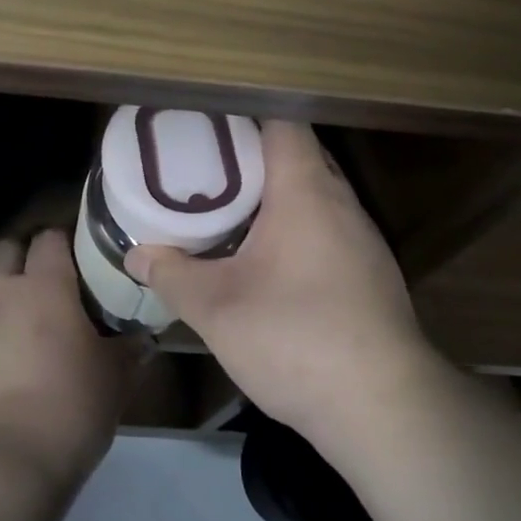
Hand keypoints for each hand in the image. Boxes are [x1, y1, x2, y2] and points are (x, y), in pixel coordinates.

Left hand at [0, 228, 142, 491]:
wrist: (2, 469)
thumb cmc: (70, 409)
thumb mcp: (116, 380)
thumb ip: (130, 351)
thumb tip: (143, 339)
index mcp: (44, 288)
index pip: (49, 237)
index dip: (65, 240)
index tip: (83, 256)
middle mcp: (1, 298)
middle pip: (7, 251)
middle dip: (26, 257)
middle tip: (53, 285)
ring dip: (9, 310)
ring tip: (34, 345)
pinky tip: (9, 384)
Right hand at [124, 120, 434, 446]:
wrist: (384, 407)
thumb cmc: (296, 337)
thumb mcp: (217, 308)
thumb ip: (172, 275)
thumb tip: (136, 255)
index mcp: (305, 189)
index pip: (282, 120)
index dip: (245, 113)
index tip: (207, 122)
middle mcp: (340, 200)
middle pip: (298, 152)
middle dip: (253, 154)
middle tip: (206, 164)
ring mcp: (362, 236)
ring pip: (315, 192)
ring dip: (276, 193)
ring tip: (230, 206)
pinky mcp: (370, 271)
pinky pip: (328, 225)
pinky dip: (297, 224)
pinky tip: (269, 258)